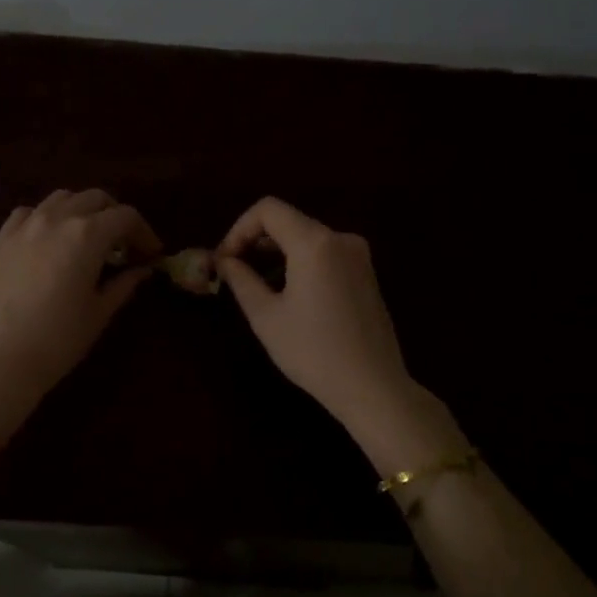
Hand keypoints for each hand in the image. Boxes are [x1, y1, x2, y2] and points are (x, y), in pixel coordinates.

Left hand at [0, 189, 160, 443]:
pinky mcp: (1, 239)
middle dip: (115, 216)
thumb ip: (123, 284)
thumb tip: (142, 270)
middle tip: (123, 245)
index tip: (152, 253)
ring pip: (62, 198)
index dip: (144, 232)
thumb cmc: (58, 340)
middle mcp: (57, 219)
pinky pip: (29, 212)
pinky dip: (46, 217)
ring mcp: (25, 226)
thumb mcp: (99, 313)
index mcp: (88, 235)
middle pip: (95, 198)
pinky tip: (49, 239)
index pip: (126, 216)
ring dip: (82, 210)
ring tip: (87, 238)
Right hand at [215, 197, 421, 445]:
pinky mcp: (365, 273)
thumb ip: (241, 280)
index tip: (224, 260)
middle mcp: (340, 238)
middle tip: (233, 273)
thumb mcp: (266, 316)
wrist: (372, 386)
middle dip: (255, 241)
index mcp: (315, 242)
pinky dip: (299, 263)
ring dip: (276, 254)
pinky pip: (324, 254)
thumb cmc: (313, 352)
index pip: (268, 210)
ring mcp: (358, 255)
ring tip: (256, 287)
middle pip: (288, 221)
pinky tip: (287, 295)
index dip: (238, 229)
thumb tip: (224, 261)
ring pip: (306, 237)